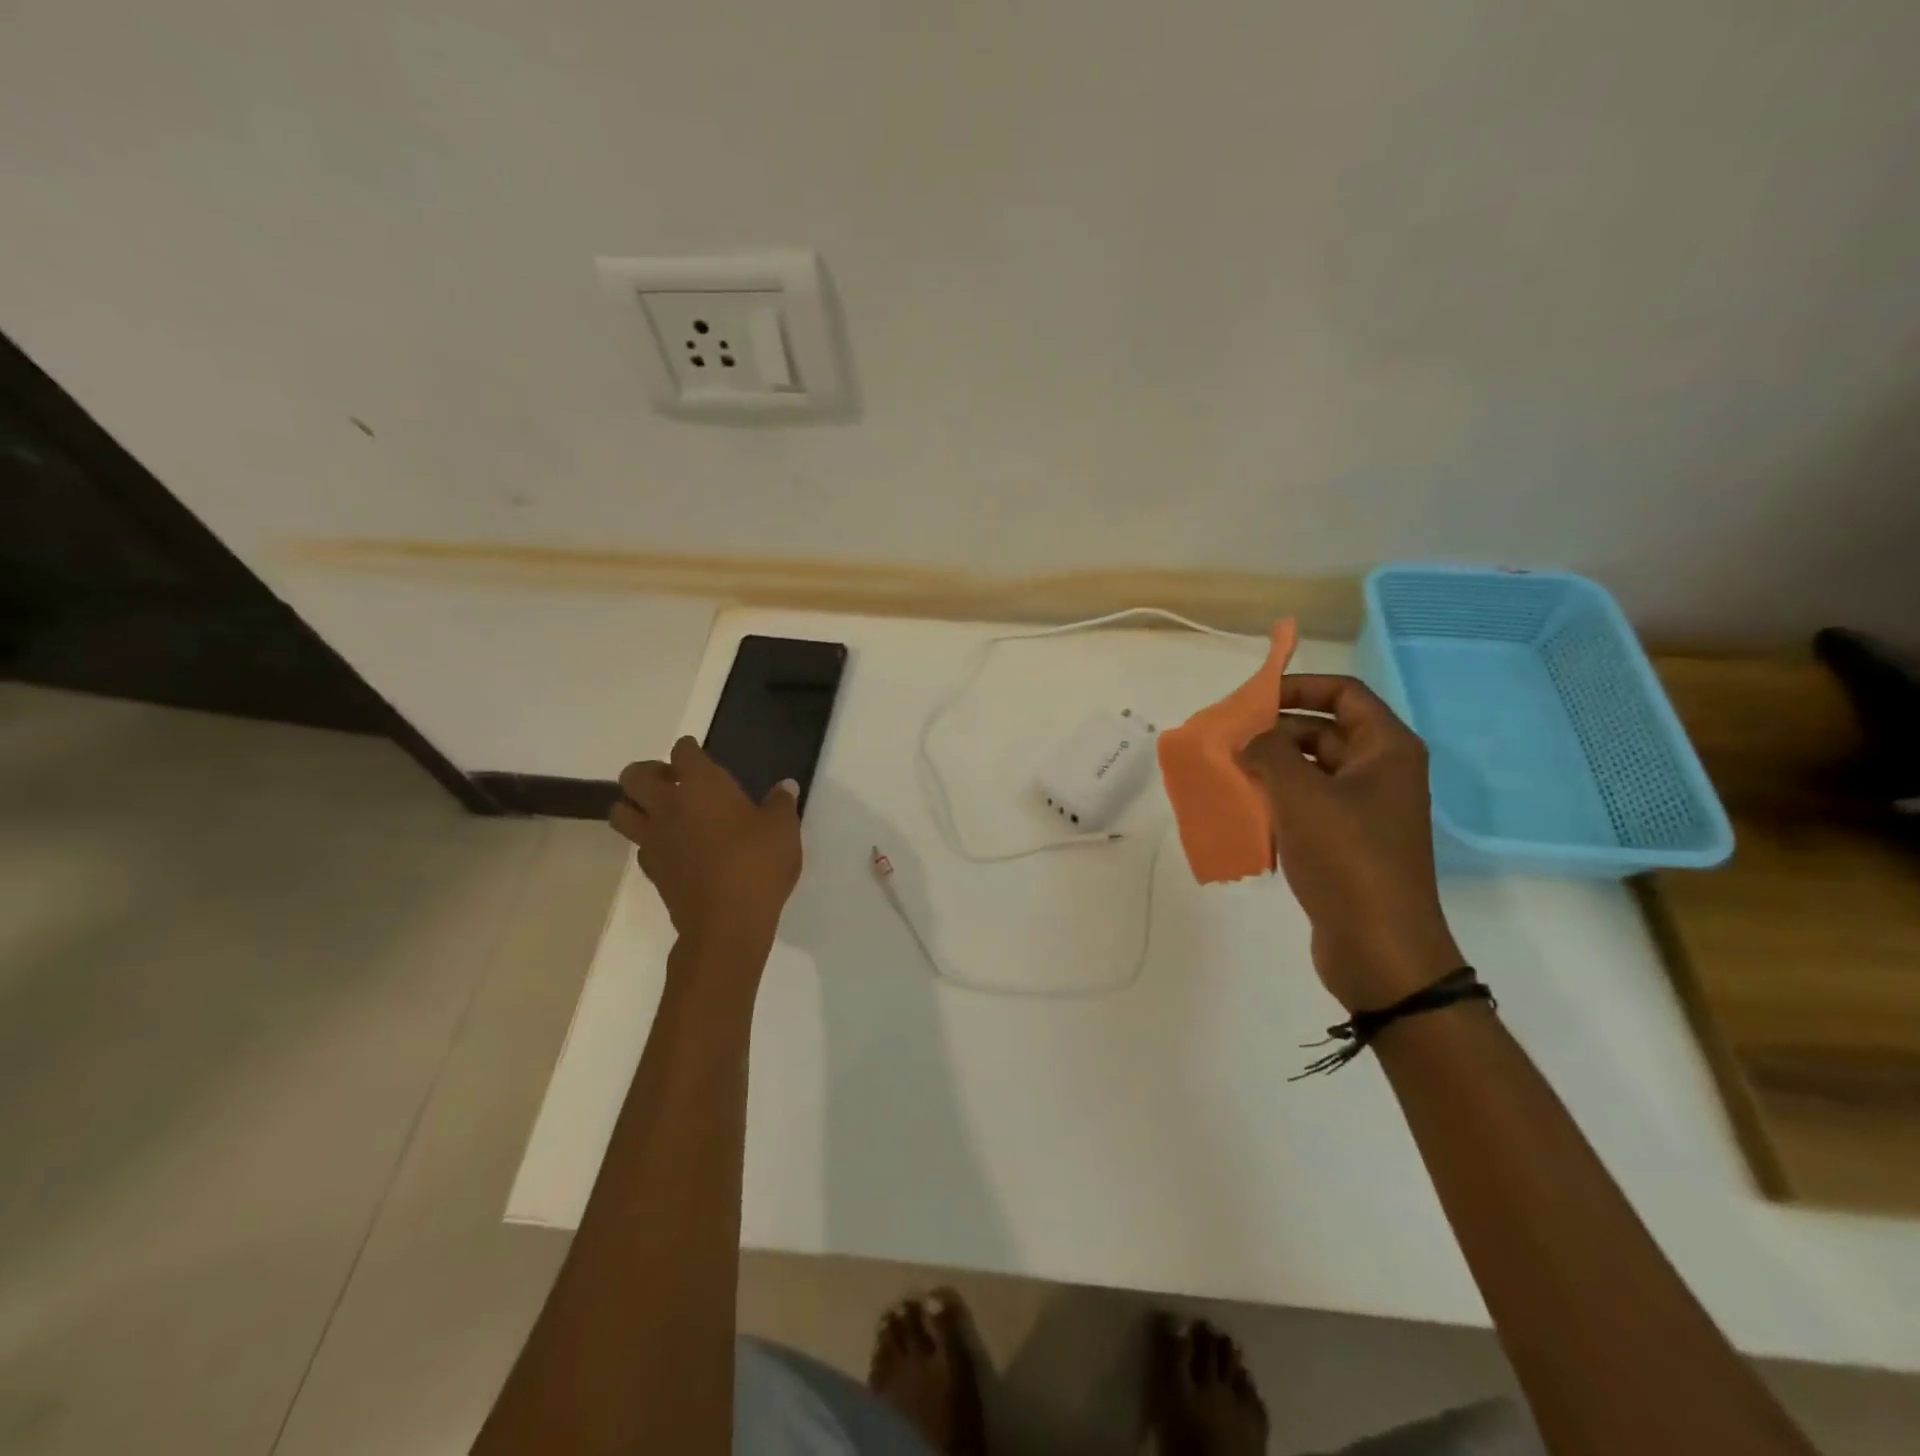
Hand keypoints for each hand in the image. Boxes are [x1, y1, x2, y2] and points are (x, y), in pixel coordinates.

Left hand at [610, 738, 802, 960]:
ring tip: (661, 812)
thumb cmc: (757, 864)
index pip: (683, 752)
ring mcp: (654, 839)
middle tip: (673, 781)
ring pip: (621, 811)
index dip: (690, 749)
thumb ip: (781, 804)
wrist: (726, 922)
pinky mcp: (651, 870)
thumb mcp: (783, 829)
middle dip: (649, 772)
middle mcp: (669, 805)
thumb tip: (785, 786)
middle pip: (635, 776)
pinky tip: (673, 847)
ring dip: (635, 805)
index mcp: (702, 786)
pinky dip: (649, 840)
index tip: (697, 753)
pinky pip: (639, 845)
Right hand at [1240, 675, 1462, 1010]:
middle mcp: (1381, 772)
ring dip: (1271, 768)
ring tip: (1227, 774)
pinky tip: (1244, 811)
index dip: (1298, 687)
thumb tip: (1249, 743)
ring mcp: (1365, 810)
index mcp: (1386, 749)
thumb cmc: (1346, 857)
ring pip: (1311, 771)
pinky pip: (1308, 806)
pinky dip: (1278, 801)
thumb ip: (1268, 752)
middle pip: (1323, 731)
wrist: (1379, 947)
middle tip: (1228, 742)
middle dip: (1274, 732)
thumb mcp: (1300, 794)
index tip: (1251, 701)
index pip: (1342, 693)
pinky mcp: (1348, 843)